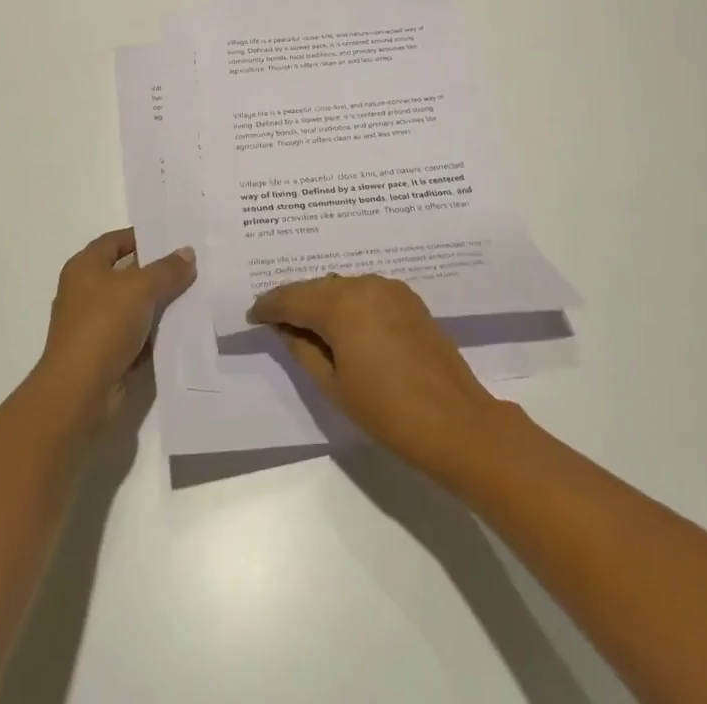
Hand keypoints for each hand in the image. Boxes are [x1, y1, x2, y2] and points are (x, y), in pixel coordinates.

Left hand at [37, 228, 195, 420]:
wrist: (79, 393)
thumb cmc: (103, 326)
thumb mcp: (141, 288)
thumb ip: (167, 269)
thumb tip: (187, 254)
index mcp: (85, 268)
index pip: (116, 241)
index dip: (143, 236)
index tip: (174, 237)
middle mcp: (86, 292)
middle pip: (127, 273)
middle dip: (158, 270)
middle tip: (192, 264)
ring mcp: (95, 325)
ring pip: (135, 305)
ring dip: (160, 302)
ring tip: (196, 292)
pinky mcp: (106, 353)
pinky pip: (137, 334)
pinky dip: (156, 331)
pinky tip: (183, 326)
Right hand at [247, 274, 509, 476]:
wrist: (454, 420)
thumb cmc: (386, 410)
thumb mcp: (333, 385)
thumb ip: (303, 349)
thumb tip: (285, 328)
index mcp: (341, 305)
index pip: (293, 298)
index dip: (270, 306)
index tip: (252, 315)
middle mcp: (365, 285)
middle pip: (318, 287)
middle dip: (295, 301)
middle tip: (273, 318)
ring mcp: (390, 289)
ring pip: (343, 287)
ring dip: (323, 301)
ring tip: (305, 322)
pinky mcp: (408, 299)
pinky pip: (366, 292)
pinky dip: (348, 302)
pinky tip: (342, 322)